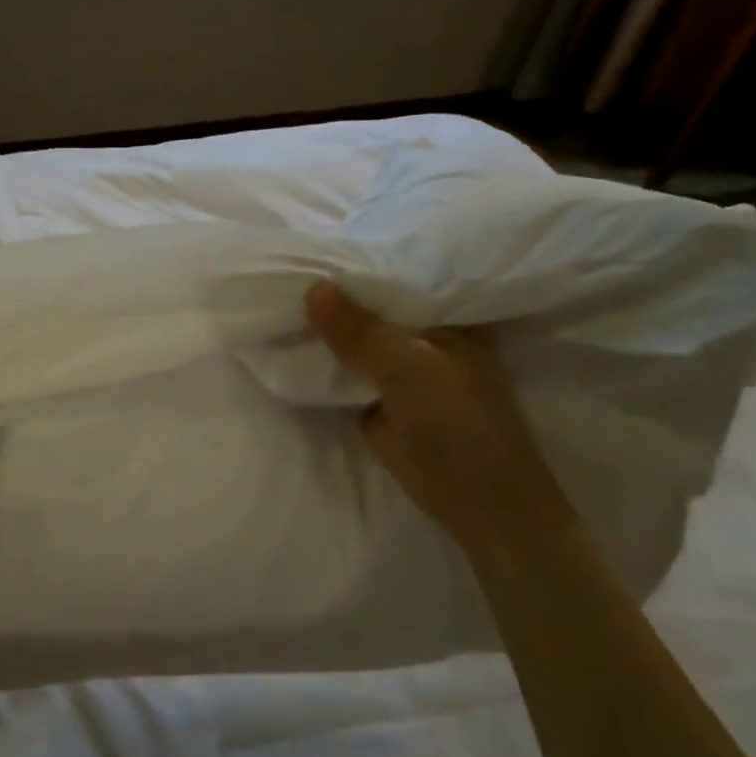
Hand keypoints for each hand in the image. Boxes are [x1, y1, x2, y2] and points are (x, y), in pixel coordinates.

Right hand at [304, 281, 575, 560]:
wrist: (477, 505)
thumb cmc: (459, 427)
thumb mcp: (409, 370)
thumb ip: (361, 332)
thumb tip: (312, 288)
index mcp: (450, 317)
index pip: (399, 278)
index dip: (360, 265)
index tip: (314, 251)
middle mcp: (427, 336)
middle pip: (372, 310)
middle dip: (336, 299)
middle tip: (285, 273)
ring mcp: (403, 370)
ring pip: (357, 341)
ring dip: (326, 332)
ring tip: (279, 301)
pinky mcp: (382, 399)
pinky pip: (347, 371)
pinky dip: (325, 363)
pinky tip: (292, 344)